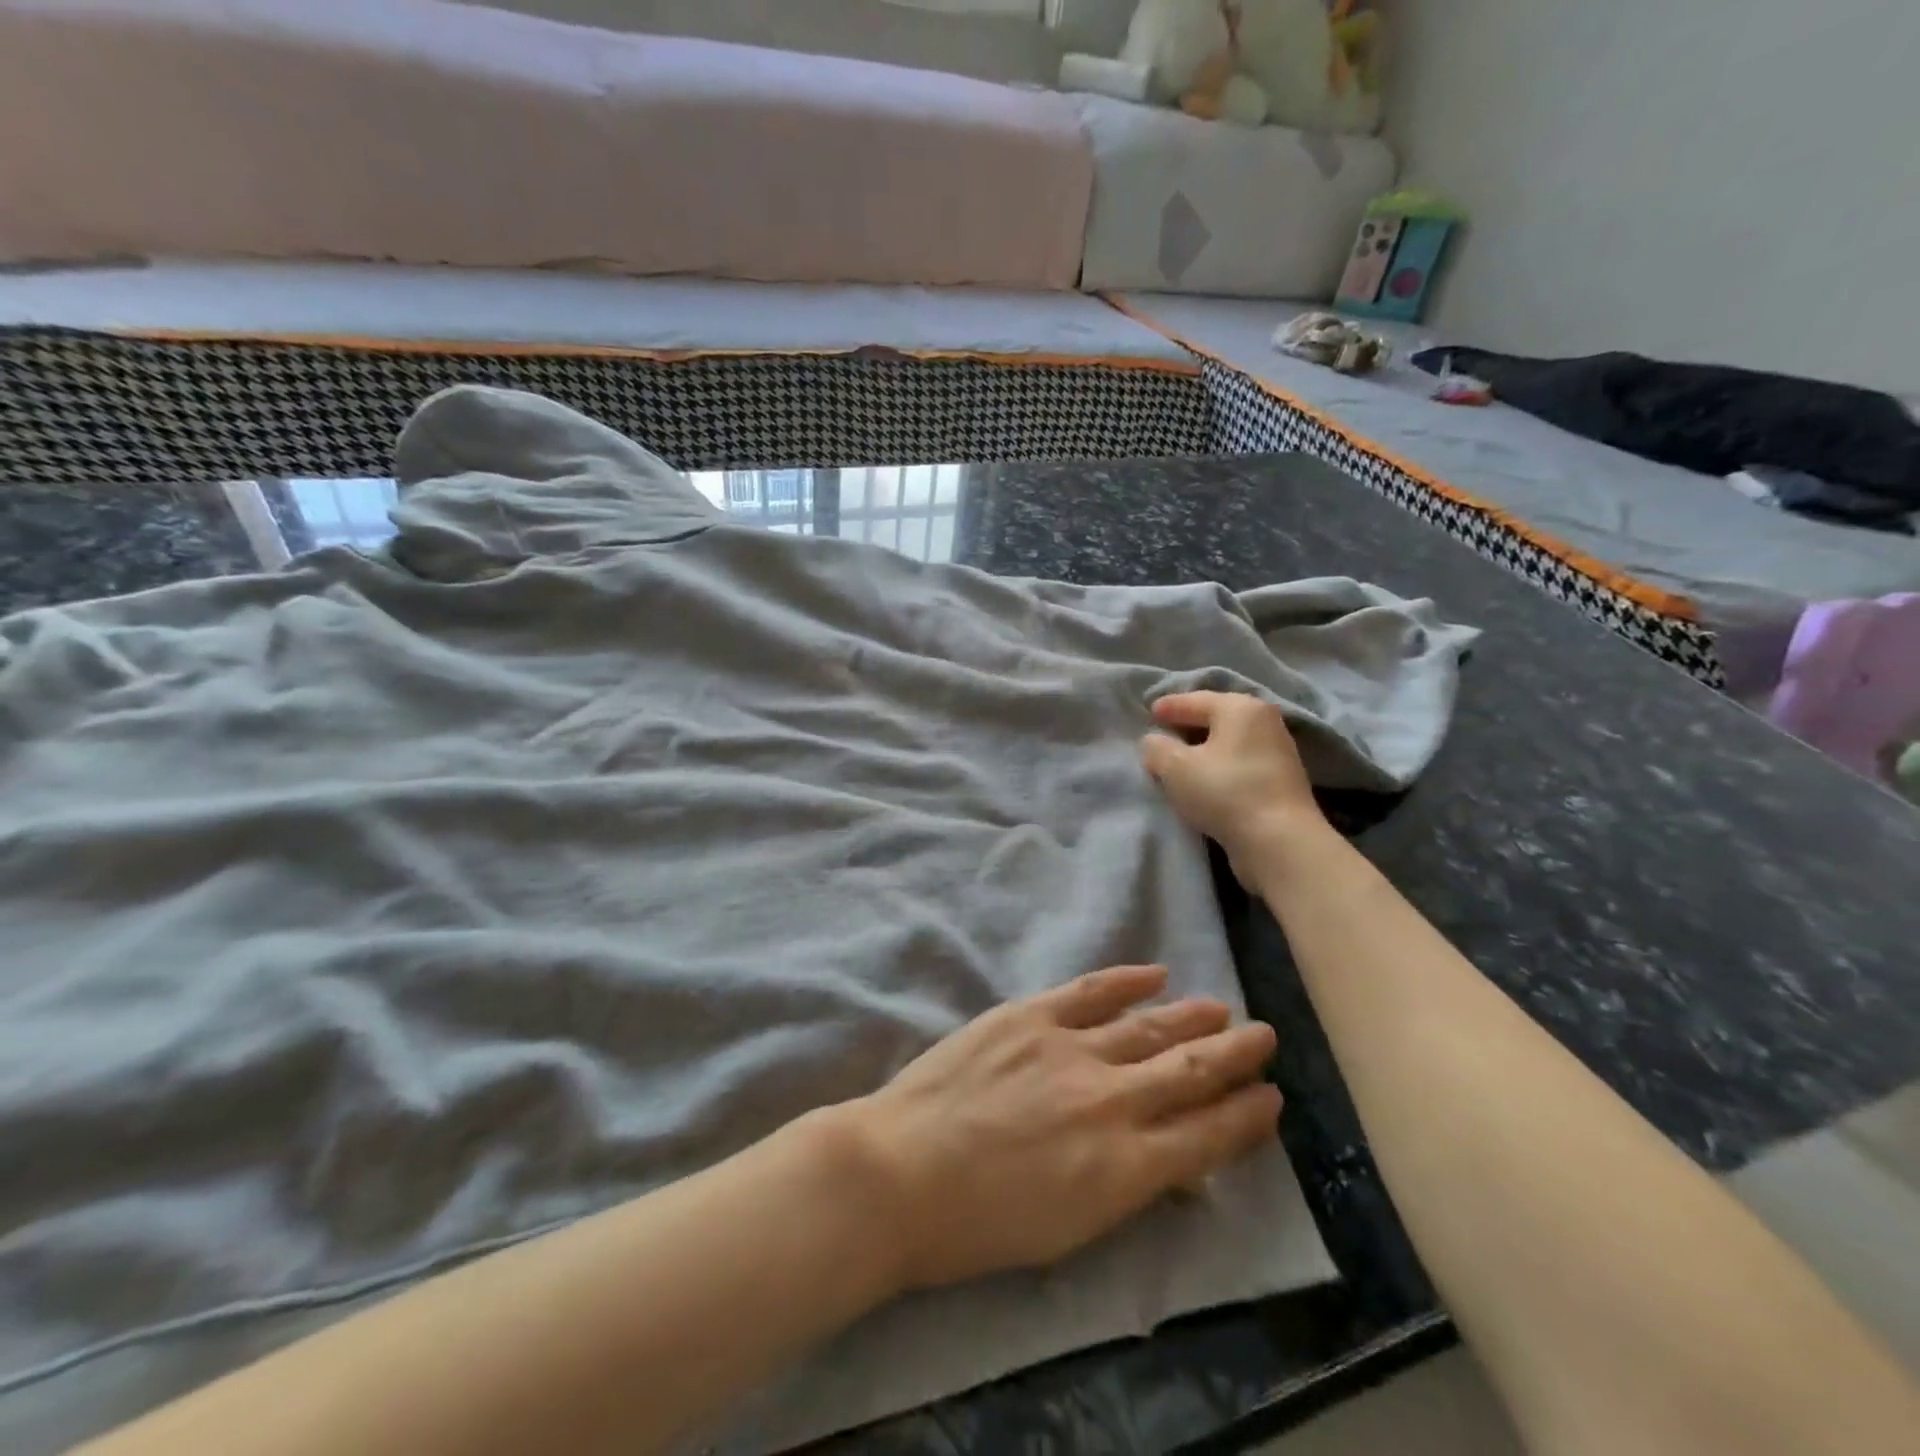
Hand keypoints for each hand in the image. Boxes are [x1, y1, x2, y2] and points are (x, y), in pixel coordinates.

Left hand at [847, 965, 1280, 1292]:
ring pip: (1149, 1027)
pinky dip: (1126, 981)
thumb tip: (1171, 1158)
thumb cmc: (981, 1224)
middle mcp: (1111, 1101)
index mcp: (1125, 1169)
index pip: (1207, 1136)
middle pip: (1190, 1071)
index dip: (1246, 1117)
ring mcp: (1070, 1049)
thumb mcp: (1072, 1230)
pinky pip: (1091, 990)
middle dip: (1235, 1056)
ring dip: (1191, 1016)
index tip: (1271, 1099)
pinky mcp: (1030, 1014)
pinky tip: (1154, 973)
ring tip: (1221, 1007)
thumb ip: (1127, 1186)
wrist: (900, 1173)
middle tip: (1264, 1038)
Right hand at [1139, 691, 1329, 883]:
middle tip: (1162, 735)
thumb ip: (1156, 748)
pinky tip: (1205, 781)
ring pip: (1228, 743)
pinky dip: (1219, 767)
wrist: (1279, 841)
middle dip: (1187, 726)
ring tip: (1179, 761)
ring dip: (1204, 750)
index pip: (1195, 700)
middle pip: (1216, 718)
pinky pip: (1239, 764)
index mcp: (1240, 708)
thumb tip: (1154, 742)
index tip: (1149, 712)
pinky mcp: (1281, 781)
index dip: (1169, 706)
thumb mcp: (1175, 767)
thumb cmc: (1224, 792)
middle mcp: (1264, 722)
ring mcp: (1277, 752)